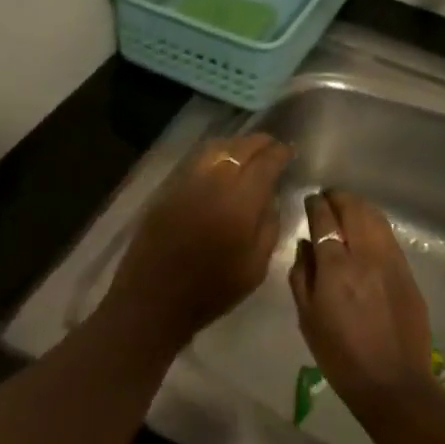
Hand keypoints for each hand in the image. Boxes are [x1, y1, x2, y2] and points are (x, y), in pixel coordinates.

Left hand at [100, 133, 292, 352]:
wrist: (154, 300)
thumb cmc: (213, 290)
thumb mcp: (256, 266)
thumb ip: (269, 225)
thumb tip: (271, 197)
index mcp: (240, 201)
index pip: (265, 162)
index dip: (280, 153)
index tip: (290, 152)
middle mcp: (213, 182)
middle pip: (240, 148)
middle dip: (260, 143)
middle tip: (273, 147)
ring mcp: (187, 182)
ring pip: (216, 148)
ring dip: (236, 146)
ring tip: (248, 152)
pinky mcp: (168, 189)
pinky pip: (197, 162)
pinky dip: (215, 156)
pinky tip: (221, 166)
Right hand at [287, 190, 435, 417]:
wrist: (392, 383)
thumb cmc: (340, 356)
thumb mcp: (308, 318)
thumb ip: (302, 275)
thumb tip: (306, 245)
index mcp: (337, 268)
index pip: (325, 219)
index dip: (317, 205)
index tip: (311, 200)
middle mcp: (366, 256)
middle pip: (354, 209)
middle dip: (339, 198)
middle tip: (328, 199)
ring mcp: (392, 262)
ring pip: (376, 218)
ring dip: (359, 207)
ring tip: (347, 209)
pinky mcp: (409, 272)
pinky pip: (389, 237)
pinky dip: (375, 225)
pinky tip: (367, 232)